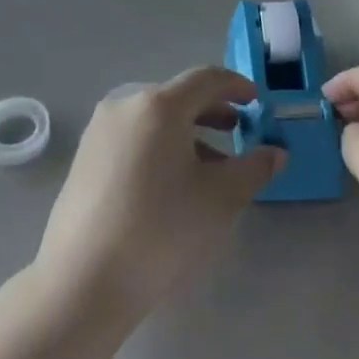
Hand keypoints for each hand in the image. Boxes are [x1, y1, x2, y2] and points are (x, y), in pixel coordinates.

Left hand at [33, 68, 283, 323]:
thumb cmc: (160, 230)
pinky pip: (134, 135)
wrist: (83, 280)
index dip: (236, 85)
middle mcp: (126, 103)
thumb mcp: (219, 199)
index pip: (206, 79)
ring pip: (155, 117)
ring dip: (187, 131)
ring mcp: (101, 128)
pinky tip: (172, 181)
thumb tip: (276, 152)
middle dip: (213, 111)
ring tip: (211, 163)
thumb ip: (254, 169)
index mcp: (159, 104)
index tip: (256, 101)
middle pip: (178, 96)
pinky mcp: (86, 155)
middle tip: (239, 132)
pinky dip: (160, 144)